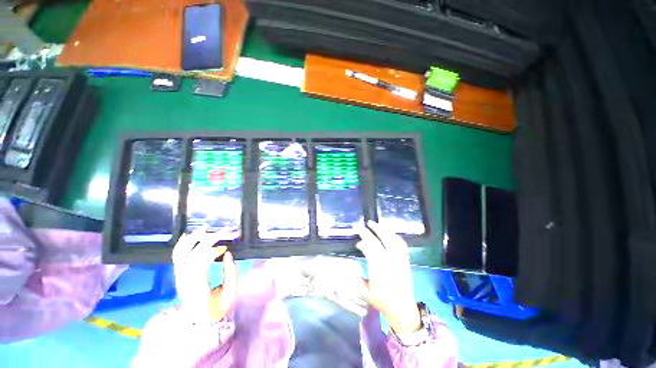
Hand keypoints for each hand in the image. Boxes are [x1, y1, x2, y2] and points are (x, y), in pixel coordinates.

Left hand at [172, 227, 237, 323]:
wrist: (198, 321)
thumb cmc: (216, 309)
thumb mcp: (230, 295)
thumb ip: (231, 273)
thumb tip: (227, 253)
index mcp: (197, 288)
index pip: (200, 263)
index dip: (212, 251)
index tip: (225, 247)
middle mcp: (185, 280)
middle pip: (192, 255)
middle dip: (208, 240)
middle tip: (223, 232)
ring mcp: (179, 277)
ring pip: (180, 254)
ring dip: (193, 239)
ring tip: (205, 228)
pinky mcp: (179, 274)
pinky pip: (177, 257)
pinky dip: (182, 245)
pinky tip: (189, 236)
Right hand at [356, 220, 420, 333]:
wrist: (402, 308)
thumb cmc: (381, 300)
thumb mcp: (364, 291)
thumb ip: (355, 277)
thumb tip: (350, 264)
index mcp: (378, 268)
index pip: (368, 248)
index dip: (361, 243)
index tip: (356, 243)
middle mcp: (389, 261)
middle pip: (377, 241)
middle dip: (367, 231)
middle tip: (360, 225)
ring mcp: (399, 259)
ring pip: (390, 239)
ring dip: (381, 229)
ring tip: (373, 223)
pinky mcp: (406, 260)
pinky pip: (402, 244)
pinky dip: (395, 236)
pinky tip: (390, 232)